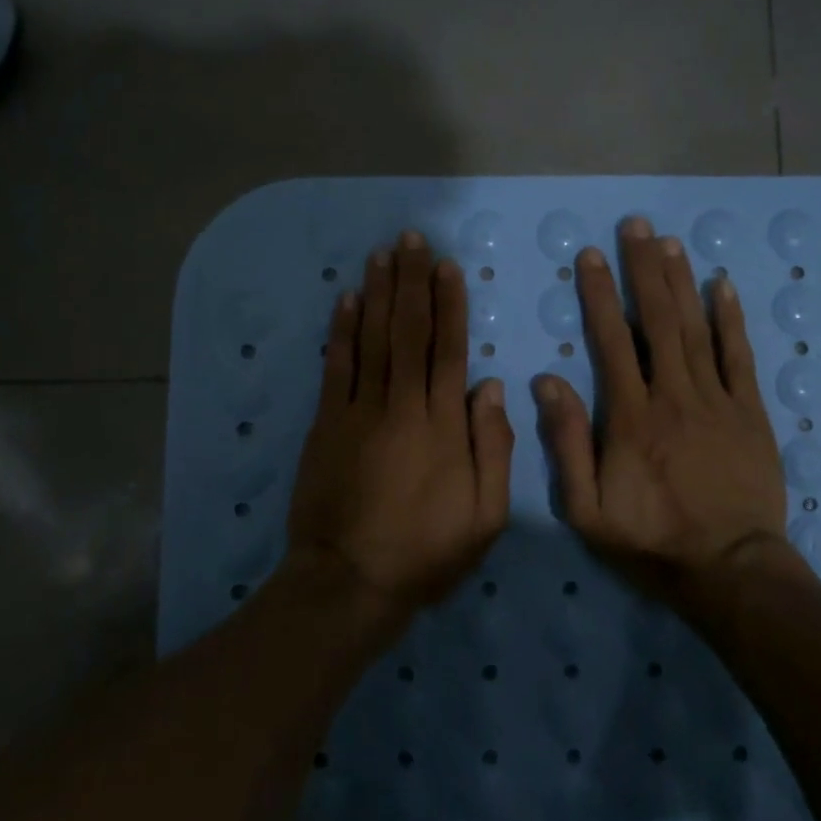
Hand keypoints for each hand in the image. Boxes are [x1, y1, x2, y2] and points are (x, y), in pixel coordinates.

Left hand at [285, 232, 514, 610]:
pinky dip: (341, 331)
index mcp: (444, 425)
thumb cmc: (426, 551)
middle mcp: (402, 406)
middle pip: (408, 332)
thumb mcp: (486, 515)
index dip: (450, 304)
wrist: (350, 581)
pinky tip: (347, 300)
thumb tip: (490, 386)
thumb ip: (494, 447)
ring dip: (378, 293)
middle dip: (412, 282)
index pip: (449, 350)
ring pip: (372, 340)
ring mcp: (359, 412)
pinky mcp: (326, 425)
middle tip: (412, 239)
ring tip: (382, 254)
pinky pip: (336, 368)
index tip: (448, 266)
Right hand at [535, 217, 790, 609]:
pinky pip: (740, 356)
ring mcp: (717, 400)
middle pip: (657, 320)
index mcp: (630, 417)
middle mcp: (673, 395)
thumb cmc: (652, 542)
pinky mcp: (750, 412)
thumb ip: (566, 444)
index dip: (599, 295)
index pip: (611, 341)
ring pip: (696, 329)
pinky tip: (722, 285)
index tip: (591, 256)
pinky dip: (731, 318)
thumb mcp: (588, 510)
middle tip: (636, 226)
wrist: (730, 569)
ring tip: (668, 242)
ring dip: (681, 282)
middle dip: (643, 269)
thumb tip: (547, 381)